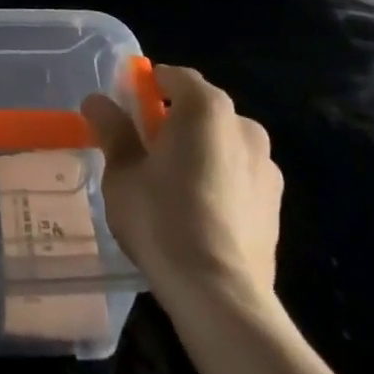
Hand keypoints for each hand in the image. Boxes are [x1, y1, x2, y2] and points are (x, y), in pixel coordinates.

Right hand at [83, 65, 282, 310]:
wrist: (221, 296)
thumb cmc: (163, 219)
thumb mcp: (122, 172)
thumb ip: (112, 130)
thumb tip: (97, 101)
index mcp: (206, 107)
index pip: (172, 77)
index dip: (146, 88)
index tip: (126, 112)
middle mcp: (243, 125)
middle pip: (200, 109)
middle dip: (173, 122)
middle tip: (143, 152)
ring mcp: (266, 166)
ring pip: (222, 144)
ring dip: (199, 153)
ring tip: (172, 188)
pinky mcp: (276, 205)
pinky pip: (238, 176)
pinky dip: (219, 182)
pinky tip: (199, 215)